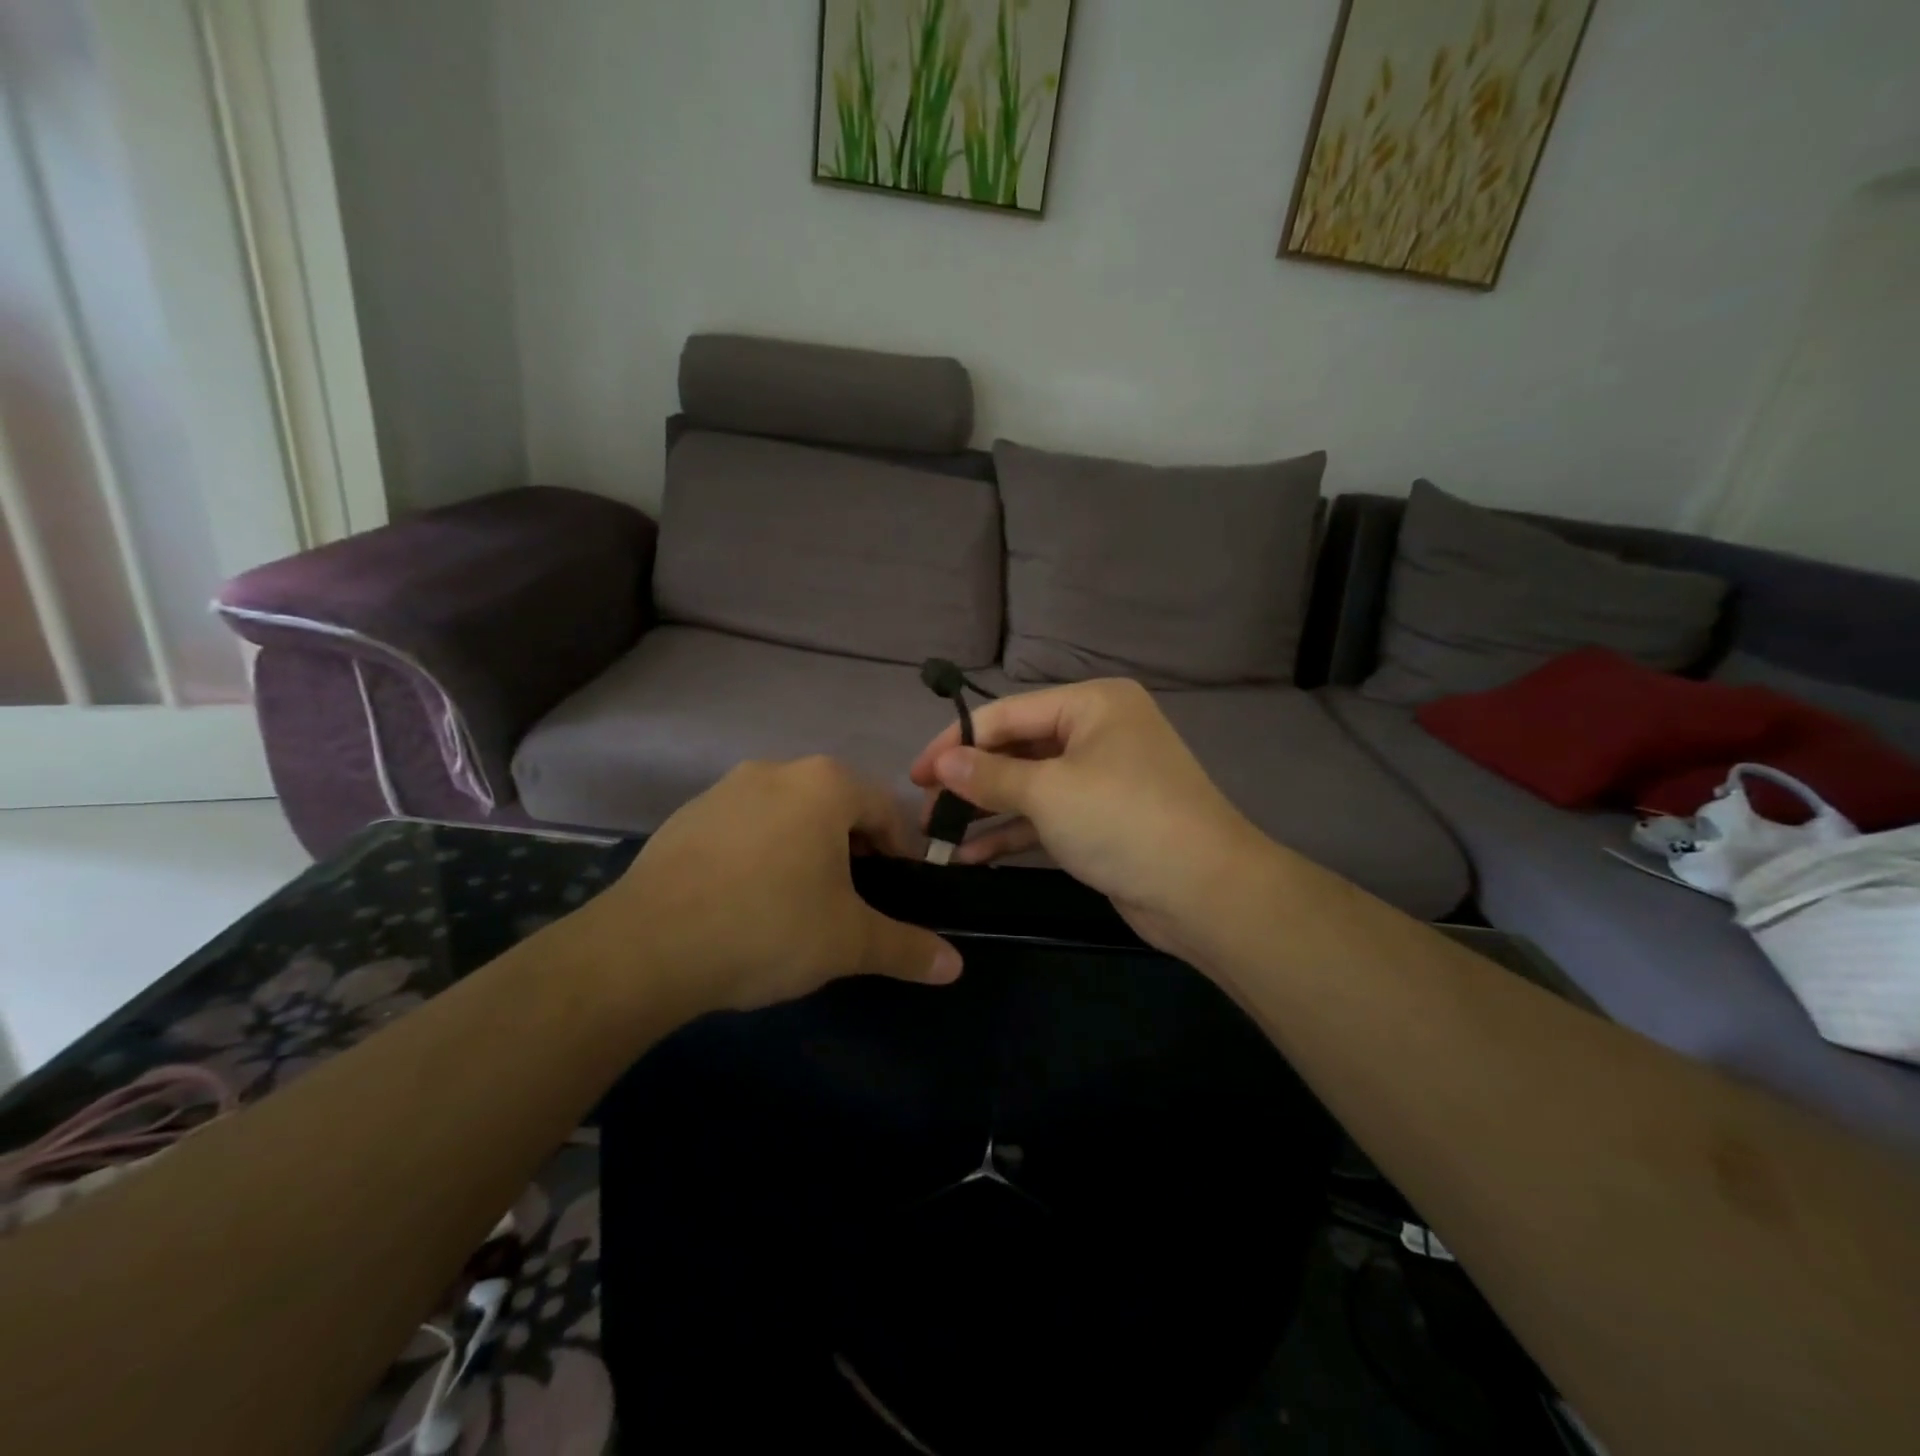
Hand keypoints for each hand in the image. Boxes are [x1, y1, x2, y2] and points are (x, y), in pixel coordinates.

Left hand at [574, 757, 962, 1014]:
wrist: (645, 947)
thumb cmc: (767, 927)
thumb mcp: (848, 942)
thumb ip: (907, 948)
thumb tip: (956, 966)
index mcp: (825, 784)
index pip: (886, 810)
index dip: (901, 854)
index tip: (898, 895)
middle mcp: (777, 770)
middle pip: (837, 808)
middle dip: (853, 852)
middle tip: (852, 904)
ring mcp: (725, 789)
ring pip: (788, 816)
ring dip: (806, 852)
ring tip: (799, 906)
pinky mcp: (687, 816)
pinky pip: (744, 829)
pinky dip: (760, 855)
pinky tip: (746, 902)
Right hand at [908, 679, 1270, 957]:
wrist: (1205, 892)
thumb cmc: (1124, 820)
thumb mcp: (1049, 792)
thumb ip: (989, 775)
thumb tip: (939, 763)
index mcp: (1092, 704)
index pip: (1008, 714)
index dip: (956, 742)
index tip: (914, 774)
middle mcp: (1098, 732)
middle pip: (1018, 749)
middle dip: (970, 781)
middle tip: (923, 809)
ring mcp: (1101, 778)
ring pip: (1029, 786)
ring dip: (985, 811)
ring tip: (937, 836)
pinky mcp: (1102, 820)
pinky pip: (1046, 817)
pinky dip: (1012, 832)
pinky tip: (971, 855)